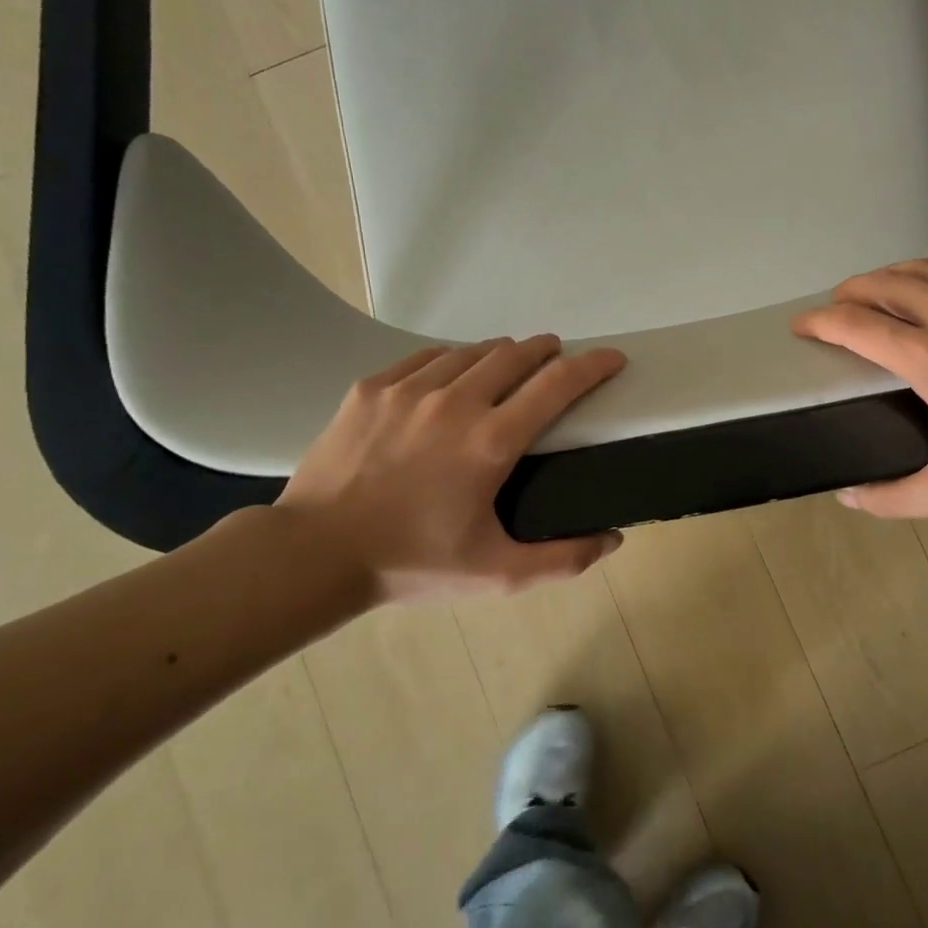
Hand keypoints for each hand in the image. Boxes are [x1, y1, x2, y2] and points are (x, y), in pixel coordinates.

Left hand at [276, 338, 626, 604]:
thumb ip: (563, 559)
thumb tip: (613, 539)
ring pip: (472, 351)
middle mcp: (455, 402)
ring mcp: (409, 389)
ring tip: (508, 368)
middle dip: (547, 351)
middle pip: (517, 354)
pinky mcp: (373, 387)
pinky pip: (427, 358)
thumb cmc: (411, 563)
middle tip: (556, 361)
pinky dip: (454, 361)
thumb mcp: (496, 575)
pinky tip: (452, 376)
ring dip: (502, 355)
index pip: (558, 384)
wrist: (313, 553)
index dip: (593, 366)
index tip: (612, 359)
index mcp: (491, 441)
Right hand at [793, 255, 927, 515]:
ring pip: (926, 267)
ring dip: (891, 275)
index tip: (802, 325)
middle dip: (851, 291)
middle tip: (838, 305)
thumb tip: (846, 496)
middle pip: (886, 283)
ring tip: (878, 289)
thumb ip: (892, 498)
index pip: (857, 325)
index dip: (820, 321)